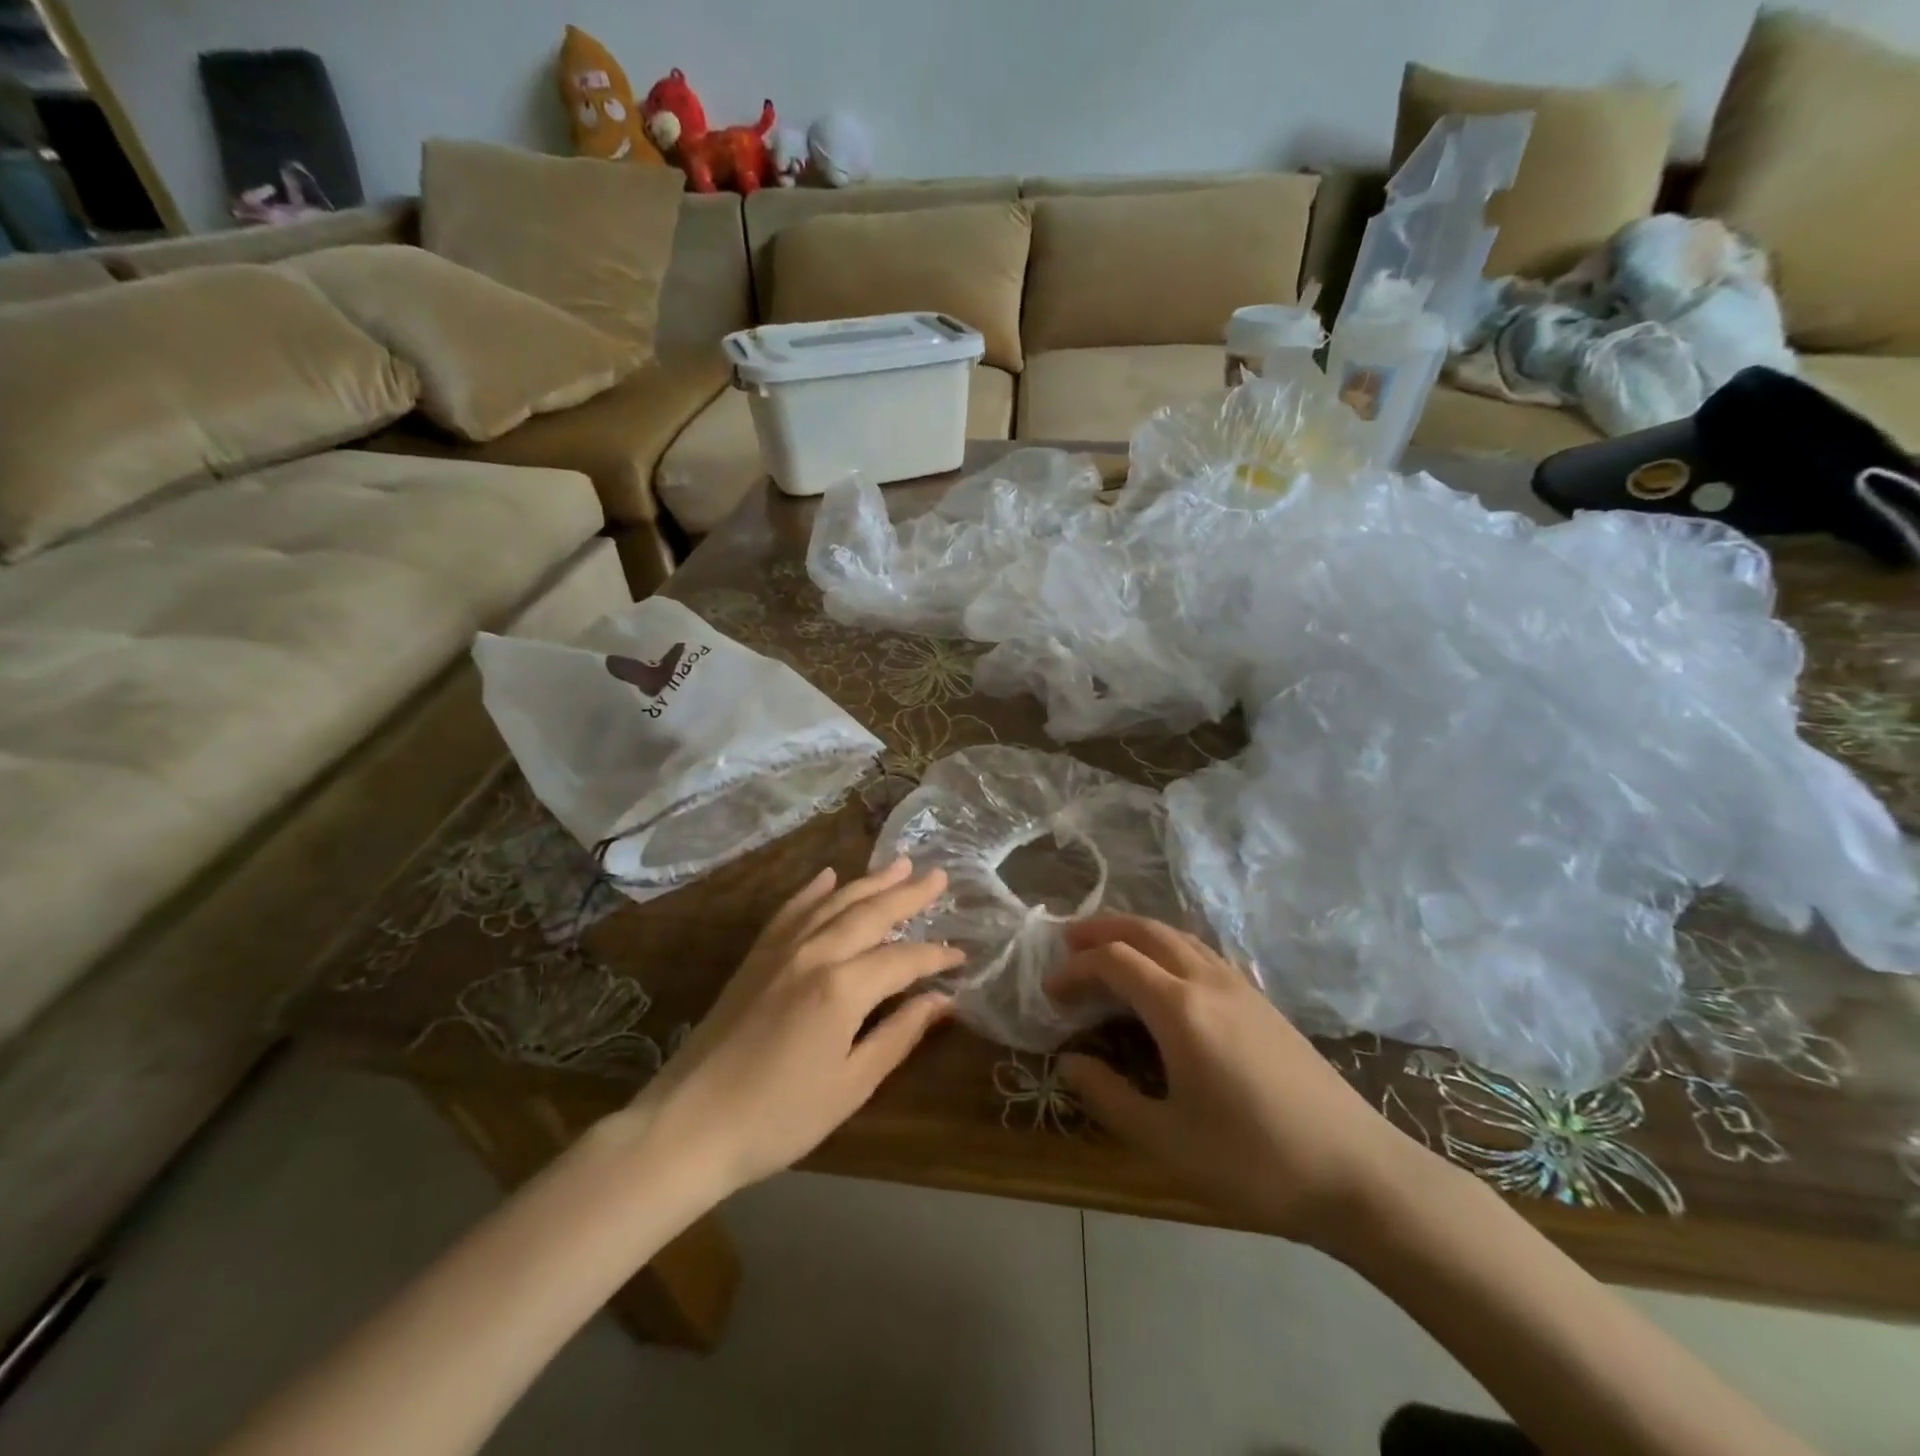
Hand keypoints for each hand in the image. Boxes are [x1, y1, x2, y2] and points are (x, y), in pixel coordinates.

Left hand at [631, 858, 960, 1199]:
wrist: (690, 1124)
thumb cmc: (779, 1117)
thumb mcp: (851, 1085)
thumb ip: (899, 1035)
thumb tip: (942, 1001)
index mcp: (843, 987)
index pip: (903, 959)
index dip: (936, 957)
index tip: (962, 955)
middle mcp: (815, 953)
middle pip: (871, 913)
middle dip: (909, 895)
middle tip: (939, 876)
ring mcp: (781, 949)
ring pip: (835, 902)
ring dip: (870, 882)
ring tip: (900, 865)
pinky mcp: (756, 956)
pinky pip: (791, 910)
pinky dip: (813, 890)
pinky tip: (829, 877)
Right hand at [1049, 915, 1432, 1252]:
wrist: (1358, 1172)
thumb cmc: (1254, 1161)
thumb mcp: (1168, 1141)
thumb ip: (1109, 1097)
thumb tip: (1068, 1063)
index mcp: (1180, 1009)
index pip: (1114, 962)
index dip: (1075, 969)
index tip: (1050, 992)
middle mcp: (1207, 981)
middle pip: (1146, 930)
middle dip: (1101, 929)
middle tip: (1067, 941)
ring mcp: (1240, 986)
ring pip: (1177, 935)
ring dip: (1136, 932)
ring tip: (1108, 949)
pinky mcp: (1261, 1000)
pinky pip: (1200, 951)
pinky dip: (1166, 945)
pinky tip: (1164, 975)